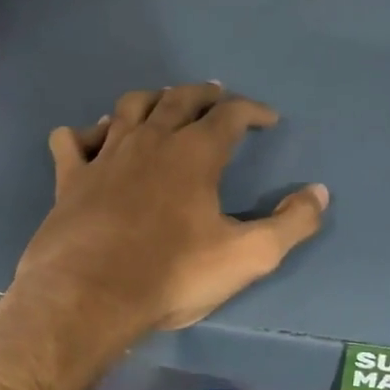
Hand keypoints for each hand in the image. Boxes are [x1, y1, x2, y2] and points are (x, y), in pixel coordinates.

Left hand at [0, 84, 324, 389]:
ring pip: (129, 108)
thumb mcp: (248, 257)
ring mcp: (105, 155)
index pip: (230, 115)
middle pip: (179, 99)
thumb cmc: (172, 275)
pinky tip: (92, 139)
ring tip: (162, 104)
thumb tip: (319, 192)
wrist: (89, 295)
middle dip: (203, 94)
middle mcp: (150, 141)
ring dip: (151, 100)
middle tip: (216, 96)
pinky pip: (72, 139)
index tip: (267, 119)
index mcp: (195, 154)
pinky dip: (86, 132)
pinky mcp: (70, 177)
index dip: (253, 110)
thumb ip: (291, 224)